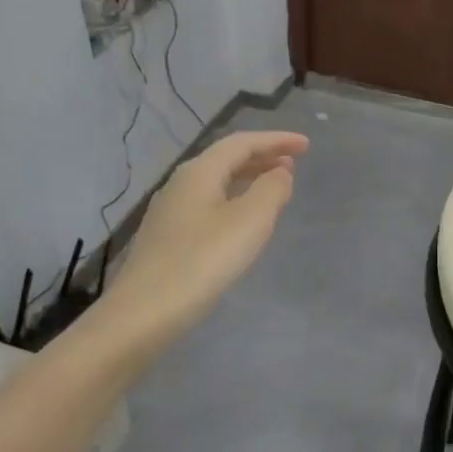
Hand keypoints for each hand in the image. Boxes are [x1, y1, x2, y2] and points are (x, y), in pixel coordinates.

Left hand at [103, 130, 309, 343]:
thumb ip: (271, 190)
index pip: (242, 143)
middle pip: (226, 159)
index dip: (276, 140)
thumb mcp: (249, 221)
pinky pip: (208, 204)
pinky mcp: (167, 237)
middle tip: (293, 164)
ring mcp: (170, 211)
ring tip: (274, 187)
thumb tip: (280, 173)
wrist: (146, 311)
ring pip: (216, 182)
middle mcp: (181, 183)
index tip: (306, 145)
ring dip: (248, 179)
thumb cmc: (204, 260)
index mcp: (200, 172)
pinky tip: (242, 220)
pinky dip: (233, 200)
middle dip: (262, 157)